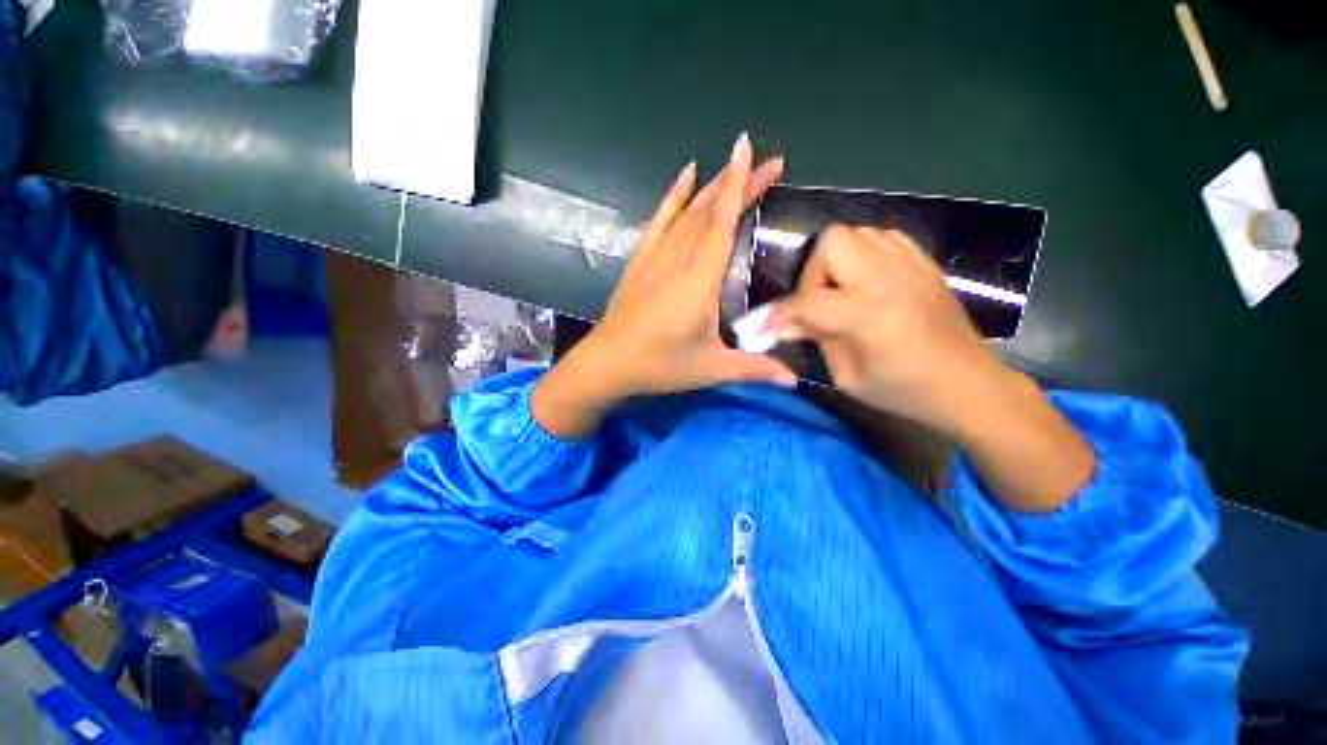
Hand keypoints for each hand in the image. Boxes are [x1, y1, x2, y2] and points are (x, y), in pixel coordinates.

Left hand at [532, 134, 795, 438]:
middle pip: (709, 213)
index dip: (737, 187)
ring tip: (736, 166)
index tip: (749, 149)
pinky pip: (658, 222)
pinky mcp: (640, 262)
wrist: (607, 364)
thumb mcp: (710, 370)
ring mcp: (655, 258)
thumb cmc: (660, 366)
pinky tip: (685, 175)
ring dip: (713, 187)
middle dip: (739, 182)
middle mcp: (677, 262)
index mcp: (698, 283)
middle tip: (770, 162)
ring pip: (687, 213)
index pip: (721, 226)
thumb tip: (794, 380)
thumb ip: (753, 369)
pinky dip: (672, 197)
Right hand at [765, 226, 1094, 511]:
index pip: (808, 301)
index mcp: (870, 314)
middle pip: (834, 242)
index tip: (767, 326)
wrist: (969, 386)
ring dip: (838, 261)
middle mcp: (890, 279)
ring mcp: (911, 266)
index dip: (780, 314)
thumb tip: (783, 322)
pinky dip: (865, 254)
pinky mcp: (924, 264)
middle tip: (819, 303)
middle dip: (814, 273)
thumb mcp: (848, 377)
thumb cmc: (904, 392)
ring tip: (843, 293)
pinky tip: (867, 283)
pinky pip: (884, 238)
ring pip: (857, 233)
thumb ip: (816, 339)